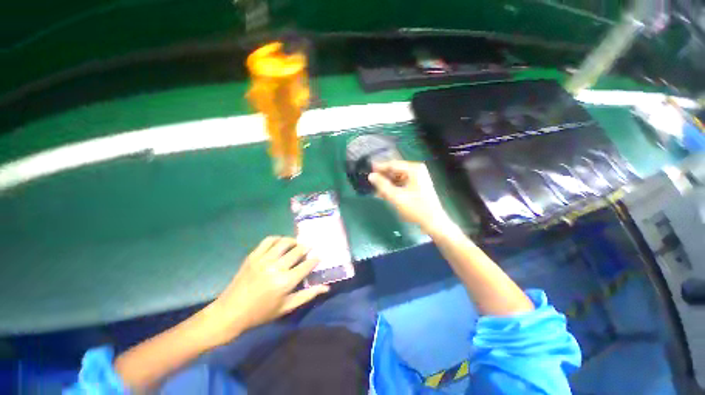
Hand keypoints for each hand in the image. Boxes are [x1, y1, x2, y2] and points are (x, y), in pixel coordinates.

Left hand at [202, 237, 328, 344]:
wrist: (230, 312)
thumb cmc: (261, 313)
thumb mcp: (286, 307)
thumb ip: (307, 295)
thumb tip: (326, 287)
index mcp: (285, 282)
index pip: (306, 265)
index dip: (315, 259)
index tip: (319, 256)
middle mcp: (276, 268)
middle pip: (297, 250)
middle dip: (307, 247)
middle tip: (310, 247)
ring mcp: (263, 260)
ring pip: (284, 242)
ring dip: (293, 241)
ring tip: (297, 244)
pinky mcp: (253, 256)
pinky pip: (268, 241)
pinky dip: (277, 239)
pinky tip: (281, 243)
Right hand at [368, 160, 450, 232]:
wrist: (433, 223)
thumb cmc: (415, 208)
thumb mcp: (396, 196)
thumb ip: (382, 185)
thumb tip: (371, 175)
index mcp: (414, 169)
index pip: (393, 164)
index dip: (379, 168)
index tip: (368, 170)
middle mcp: (416, 171)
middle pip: (395, 171)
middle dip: (383, 177)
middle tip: (371, 182)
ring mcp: (418, 178)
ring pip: (398, 178)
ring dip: (387, 184)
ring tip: (377, 191)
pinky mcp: (417, 186)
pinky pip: (402, 184)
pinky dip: (394, 188)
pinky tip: (385, 194)